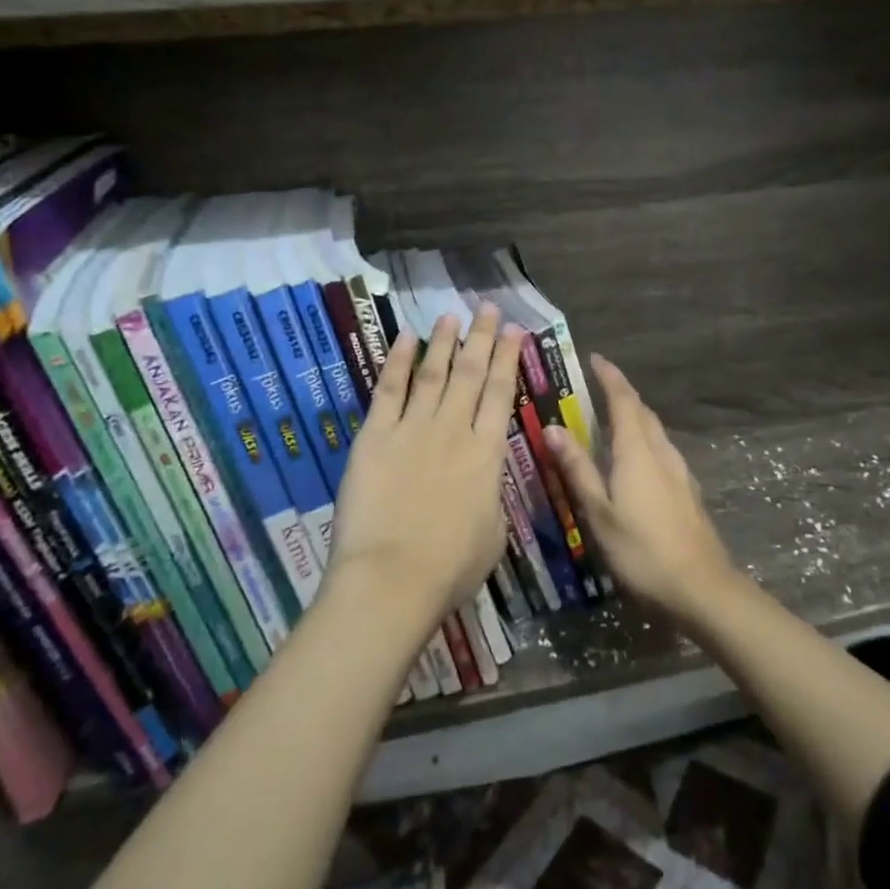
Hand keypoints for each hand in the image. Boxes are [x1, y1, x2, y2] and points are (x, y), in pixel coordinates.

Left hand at [326, 305, 522, 634]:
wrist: (392, 580)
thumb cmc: (450, 568)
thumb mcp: (494, 532)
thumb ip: (492, 494)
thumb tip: (487, 475)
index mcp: (487, 454)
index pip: (501, 394)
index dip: (508, 359)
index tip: (514, 331)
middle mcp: (454, 430)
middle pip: (470, 374)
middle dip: (481, 338)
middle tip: (487, 308)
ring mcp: (412, 429)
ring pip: (433, 374)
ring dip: (444, 342)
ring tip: (452, 316)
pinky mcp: (375, 437)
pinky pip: (389, 390)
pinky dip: (398, 362)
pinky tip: (407, 338)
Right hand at [545, 355, 737, 621]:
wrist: (701, 587)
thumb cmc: (642, 551)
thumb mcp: (600, 513)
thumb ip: (578, 469)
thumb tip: (553, 428)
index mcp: (637, 451)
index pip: (623, 401)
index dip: (610, 377)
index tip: (596, 358)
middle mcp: (661, 452)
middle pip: (642, 412)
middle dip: (622, 393)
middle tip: (599, 385)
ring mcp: (679, 471)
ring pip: (655, 430)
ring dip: (635, 415)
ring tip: (614, 417)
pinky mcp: (688, 490)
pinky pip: (662, 449)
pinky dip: (645, 439)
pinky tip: (638, 458)